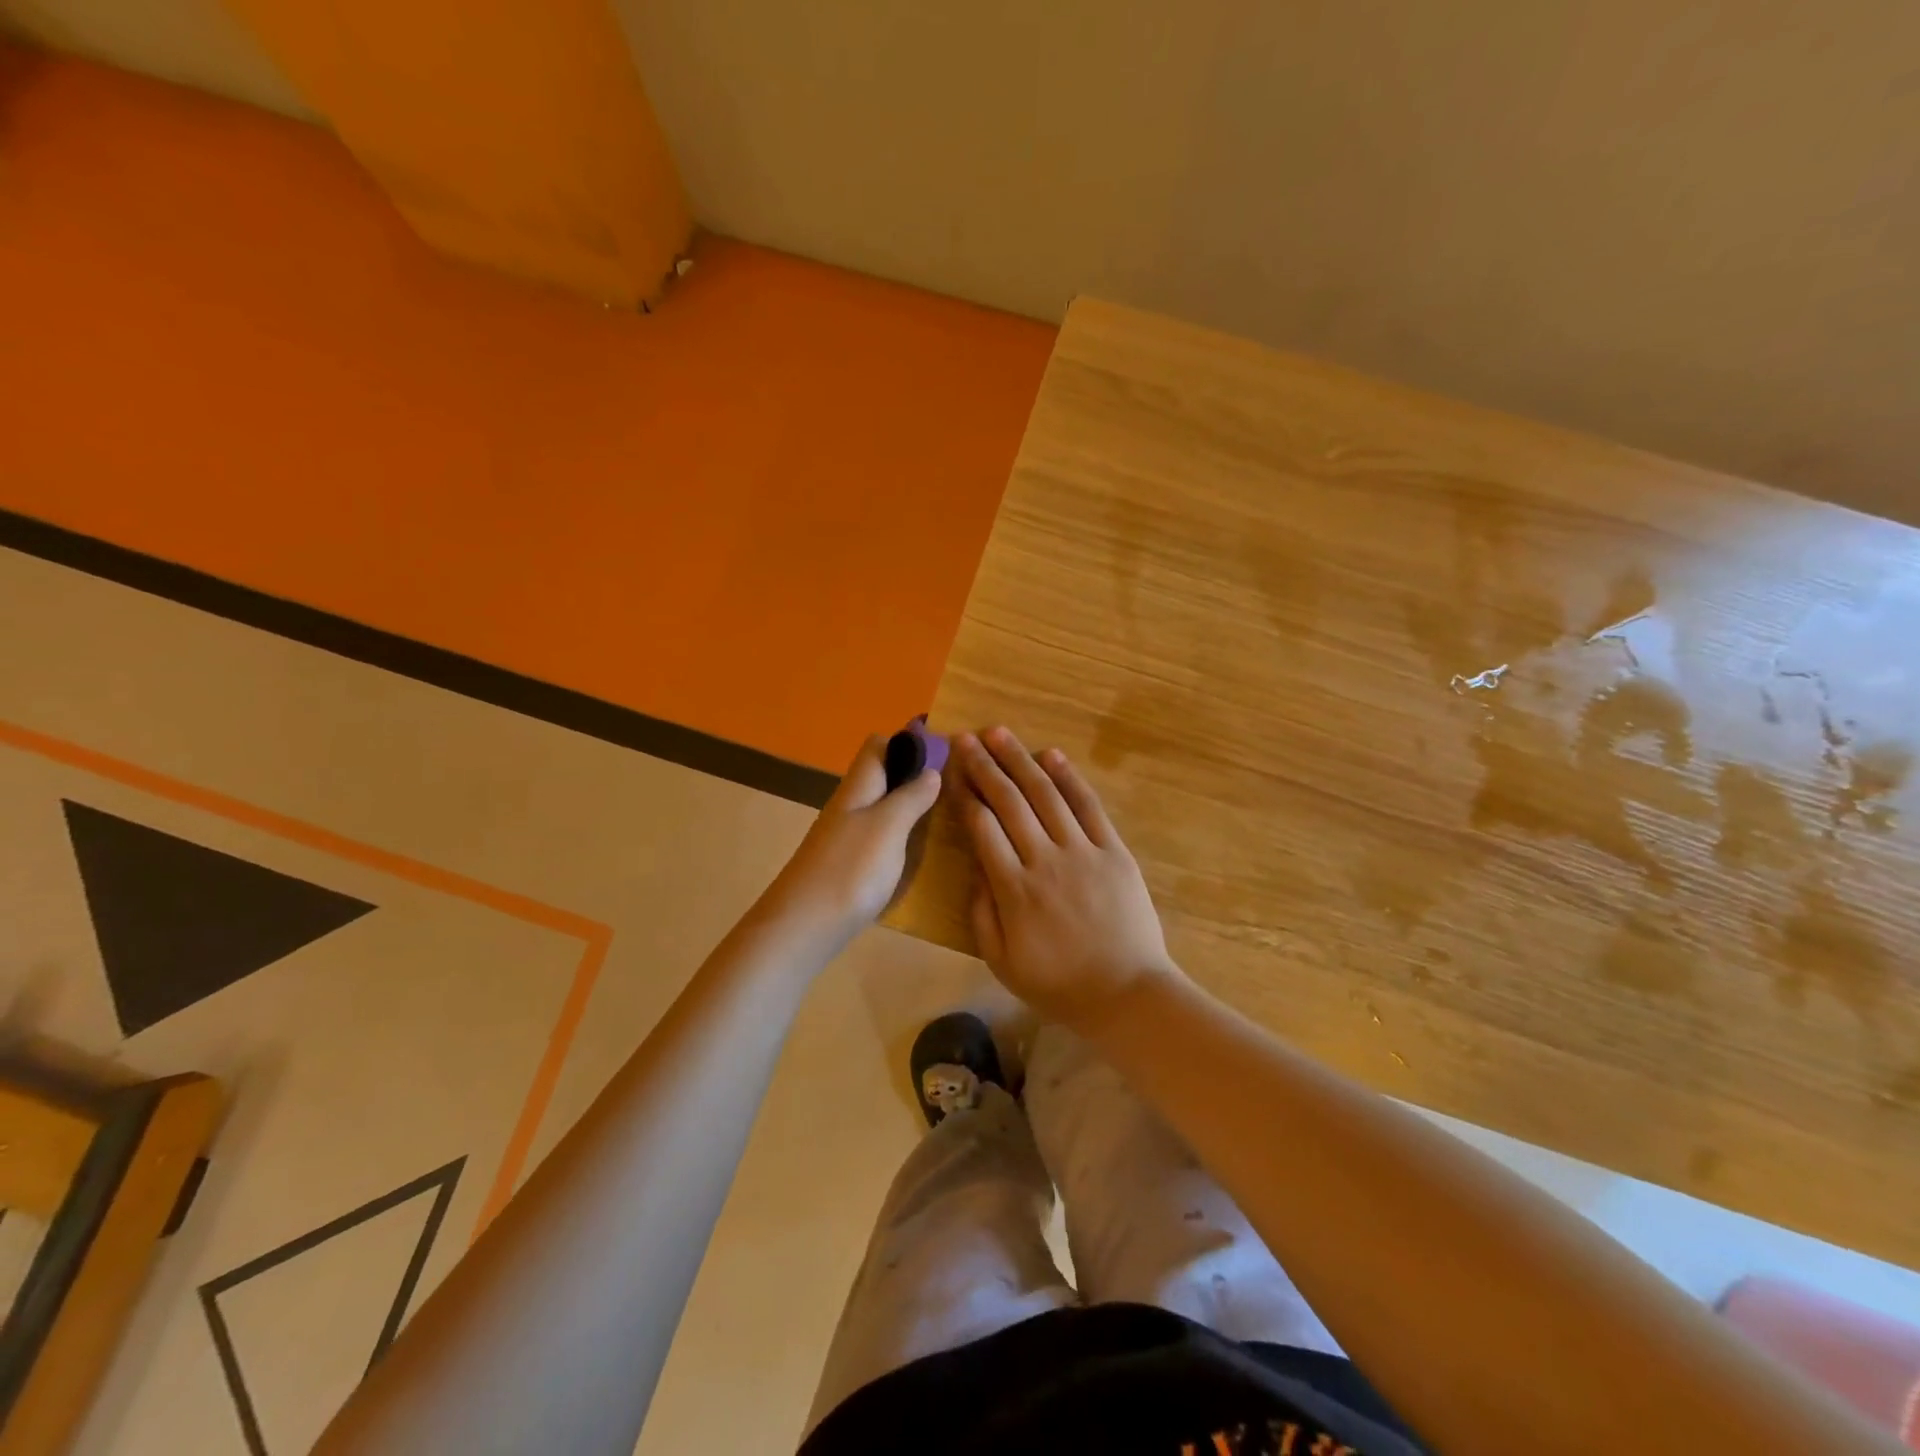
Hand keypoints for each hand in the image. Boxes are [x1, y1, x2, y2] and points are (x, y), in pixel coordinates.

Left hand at [764, 733, 941, 945]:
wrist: (802, 928)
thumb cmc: (849, 870)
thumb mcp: (888, 826)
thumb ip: (910, 797)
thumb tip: (932, 770)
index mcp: (858, 787)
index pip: (879, 745)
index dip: (909, 742)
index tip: (947, 751)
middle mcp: (850, 805)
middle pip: (882, 777)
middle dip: (915, 776)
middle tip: (958, 788)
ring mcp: (847, 837)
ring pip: (882, 808)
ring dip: (911, 807)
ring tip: (949, 817)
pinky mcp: (848, 866)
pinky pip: (879, 837)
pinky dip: (902, 837)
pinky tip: (921, 852)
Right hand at [953, 727, 1181, 1029]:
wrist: (1127, 993)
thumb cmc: (1059, 984)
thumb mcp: (1002, 961)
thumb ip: (981, 913)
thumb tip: (975, 867)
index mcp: (1013, 889)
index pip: (982, 827)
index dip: (965, 794)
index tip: (952, 769)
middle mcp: (1044, 860)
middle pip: (1009, 802)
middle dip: (984, 766)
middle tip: (966, 738)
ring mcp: (1083, 851)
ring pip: (1045, 795)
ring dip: (1020, 760)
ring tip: (999, 733)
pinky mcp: (1114, 851)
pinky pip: (1088, 807)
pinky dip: (1069, 778)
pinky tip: (1051, 755)